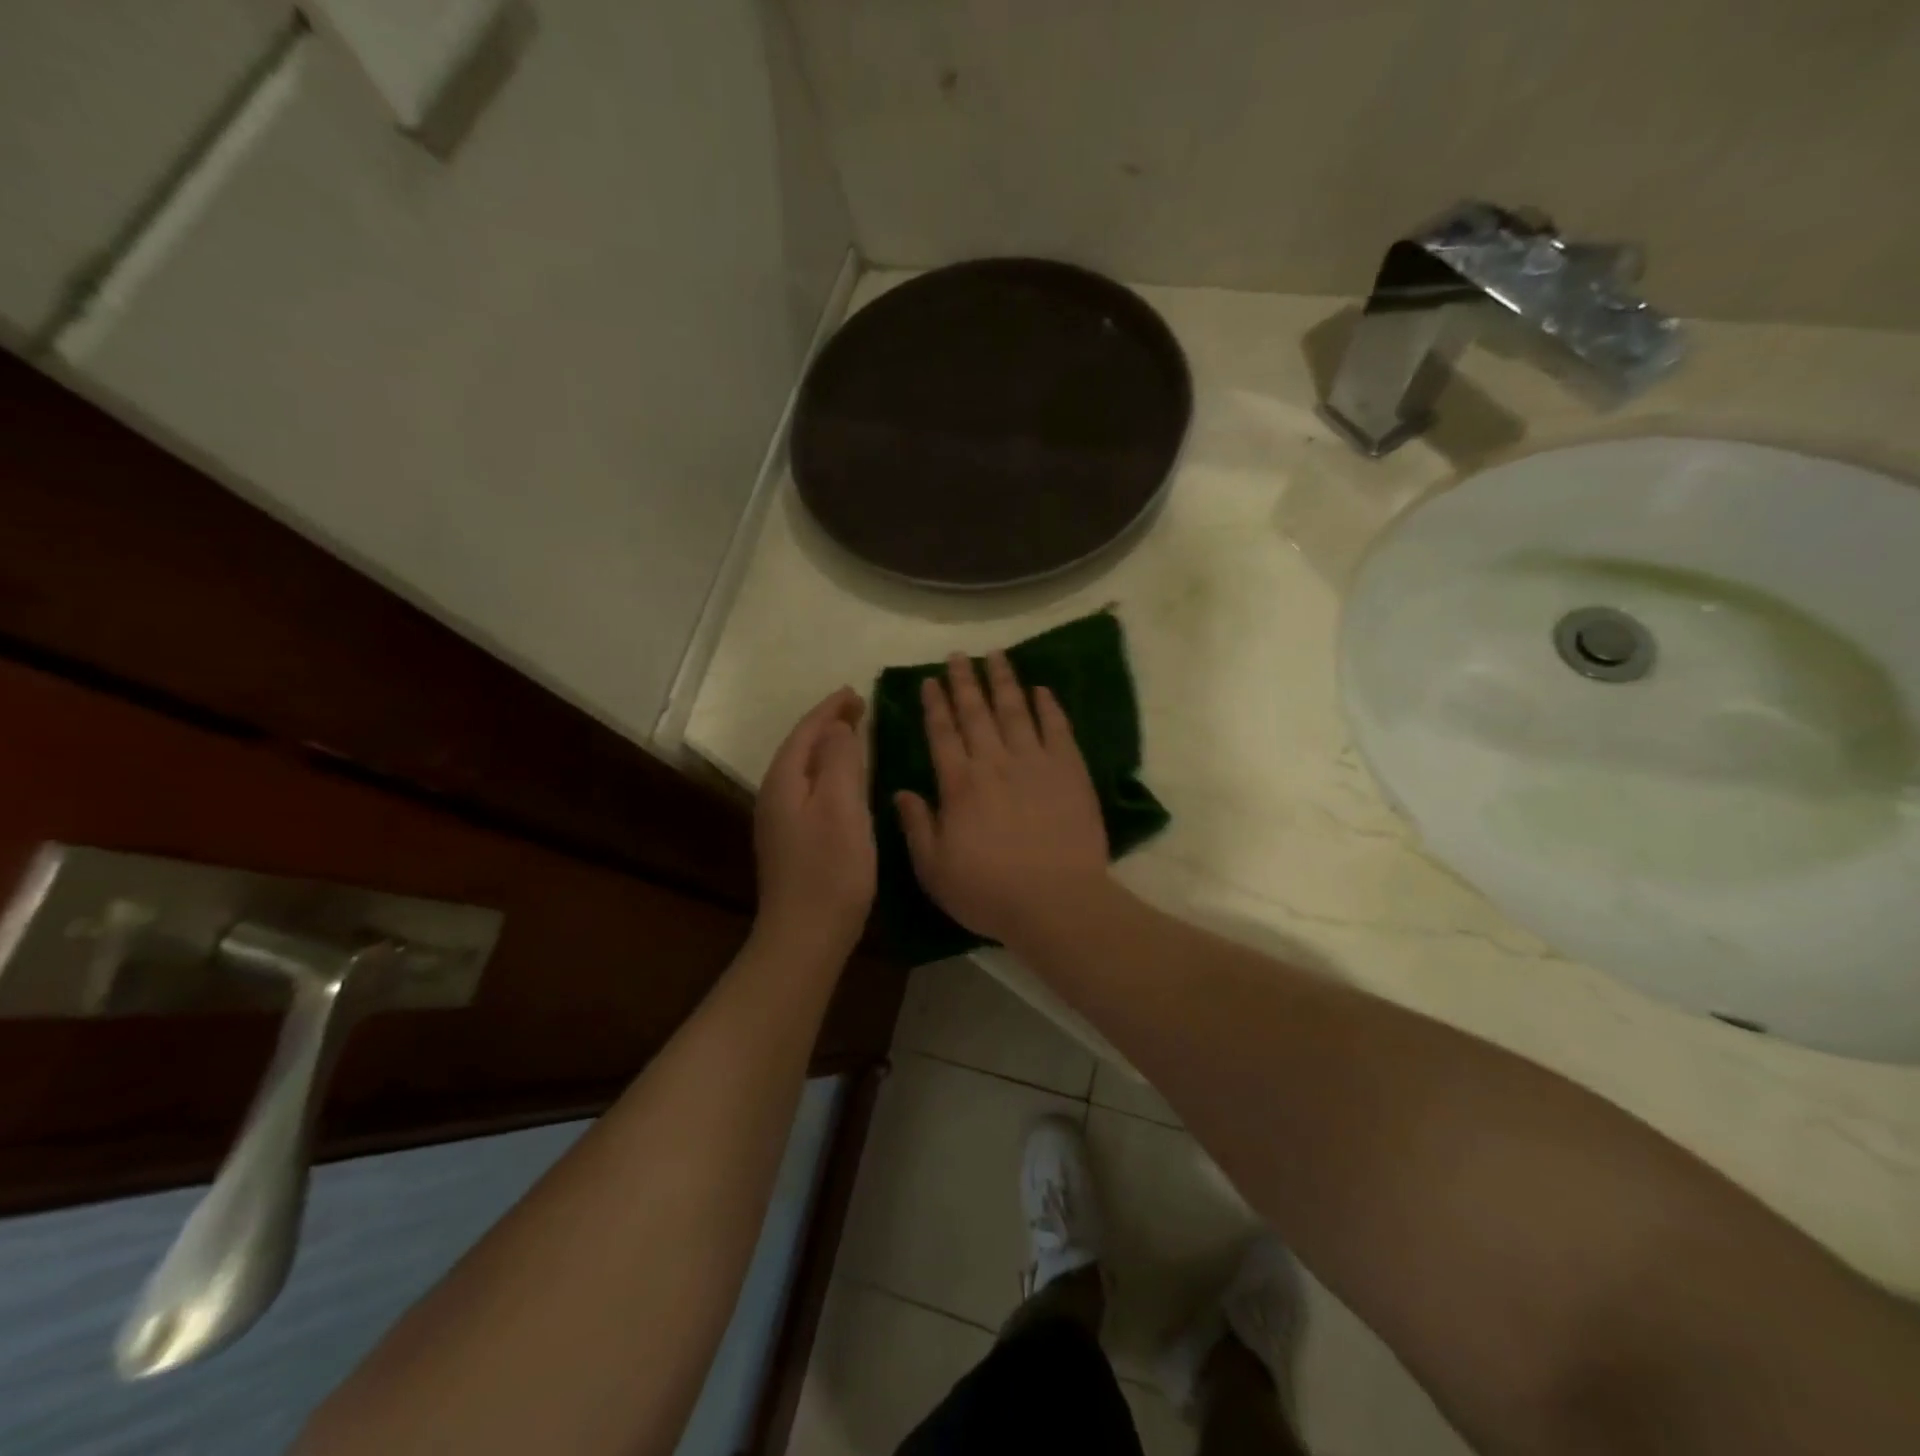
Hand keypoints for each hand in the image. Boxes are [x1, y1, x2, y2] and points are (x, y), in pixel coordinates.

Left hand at [754, 687, 875, 953]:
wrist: (805, 935)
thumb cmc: (830, 868)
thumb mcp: (841, 806)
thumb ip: (839, 760)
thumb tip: (837, 727)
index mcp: (784, 781)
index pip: (806, 731)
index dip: (830, 709)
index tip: (856, 693)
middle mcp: (774, 795)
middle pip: (801, 747)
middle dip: (828, 725)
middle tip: (860, 709)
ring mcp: (779, 821)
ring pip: (805, 770)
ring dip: (828, 749)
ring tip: (855, 736)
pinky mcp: (791, 841)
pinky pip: (810, 791)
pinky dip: (828, 774)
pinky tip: (845, 784)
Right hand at [895, 652, 1111, 947]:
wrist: (1057, 901)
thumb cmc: (989, 892)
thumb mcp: (935, 870)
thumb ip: (916, 827)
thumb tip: (901, 791)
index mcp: (959, 784)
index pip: (942, 733)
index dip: (935, 705)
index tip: (930, 680)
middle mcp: (994, 762)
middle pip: (977, 712)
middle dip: (965, 681)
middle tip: (958, 656)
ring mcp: (1035, 762)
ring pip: (1016, 711)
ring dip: (1004, 681)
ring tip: (996, 655)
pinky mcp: (1070, 770)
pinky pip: (1058, 728)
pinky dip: (1049, 706)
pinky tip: (1042, 689)